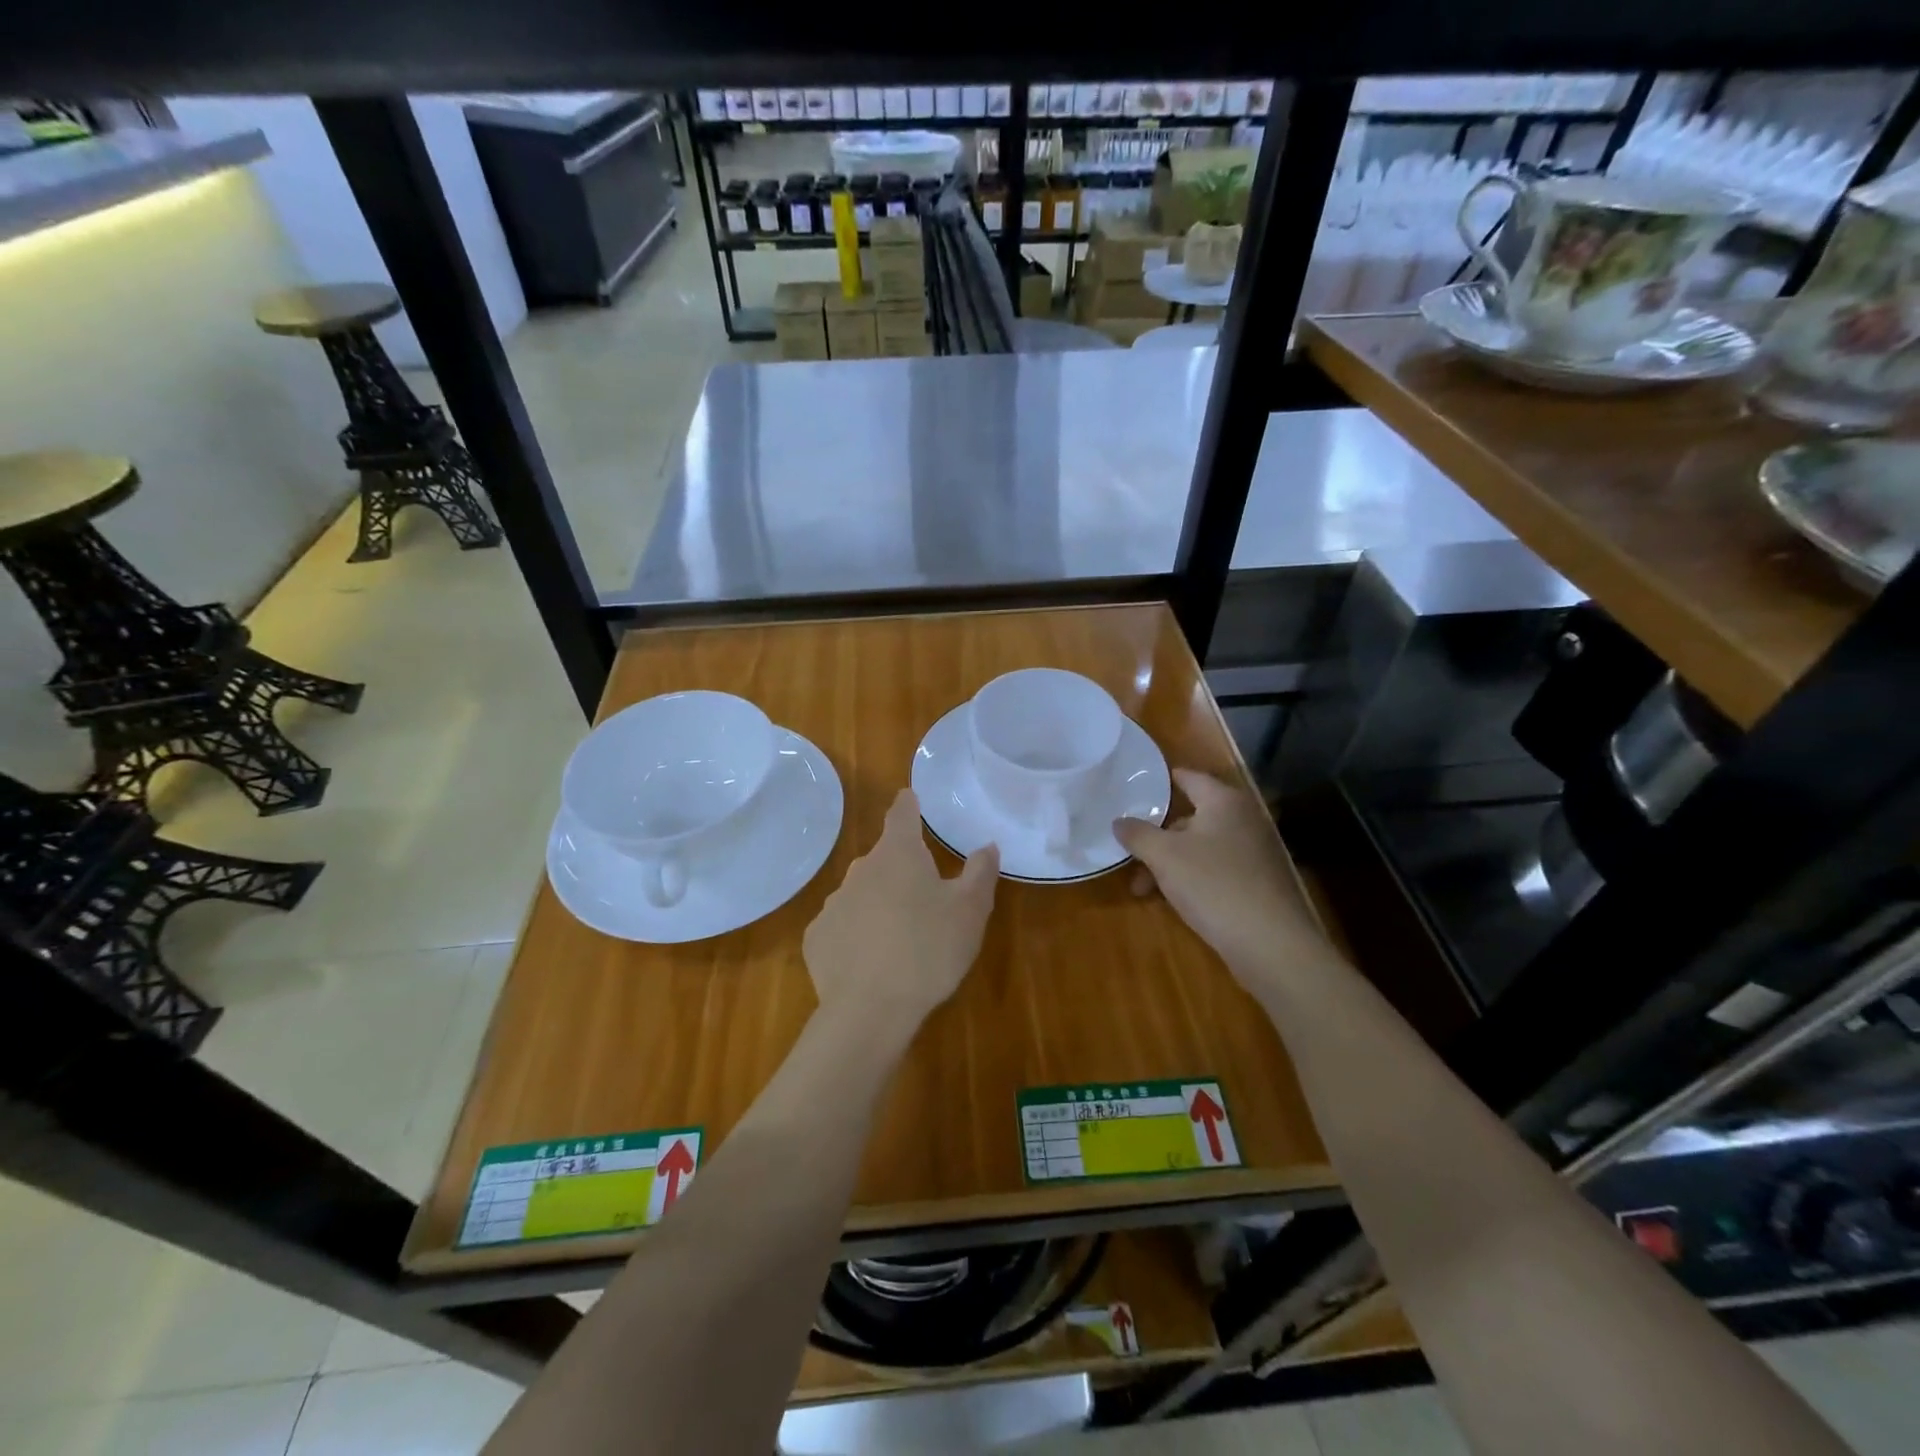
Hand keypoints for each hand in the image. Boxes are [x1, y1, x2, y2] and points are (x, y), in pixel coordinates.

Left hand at [803, 789, 998, 1032]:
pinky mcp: (817, 938)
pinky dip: (856, 935)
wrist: (869, 1009)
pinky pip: (842, 927)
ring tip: (900, 937)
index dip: (908, 804)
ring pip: (862, 893)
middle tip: (925, 896)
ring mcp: (833, 903)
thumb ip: (980, 873)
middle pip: (883, 858)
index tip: (910, 798)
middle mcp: (860, 869)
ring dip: (879, 903)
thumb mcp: (970, 911)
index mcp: (898, 854)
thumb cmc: (929, 950)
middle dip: (901, 868)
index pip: (901, 813)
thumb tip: (986, 845)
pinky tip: (871, 962)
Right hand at [1114, 769, 1336, 988]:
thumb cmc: (1213, 884)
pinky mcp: (1259, 882)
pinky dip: (1192, 877)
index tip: (1138, 785)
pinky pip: (1217, 869)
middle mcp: (1243, 819)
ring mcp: (1255, 852)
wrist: (1270, 943)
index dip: (1164, 780)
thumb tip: (1118, 821)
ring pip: (1201, 847)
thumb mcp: (1164, 857)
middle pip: (1192, 818)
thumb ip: (1138, 835)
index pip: (1190, 778)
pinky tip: (1175, 901)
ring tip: (1144, 889)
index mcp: (1223, 802)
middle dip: (1158, 837)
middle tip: (1131, 855)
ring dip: (1171, 862)